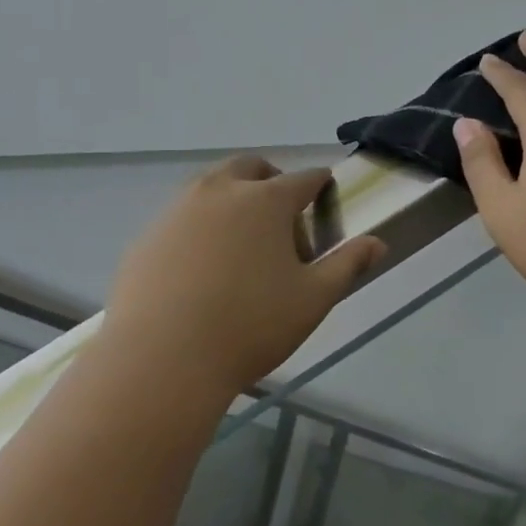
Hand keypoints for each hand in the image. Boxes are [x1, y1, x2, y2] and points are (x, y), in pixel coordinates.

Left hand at [105, 156, 386, 392]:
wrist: (163, 357)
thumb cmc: (250, 326)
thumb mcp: (312, 300)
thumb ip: (347, 266)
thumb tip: (377, 243)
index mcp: (265, 201)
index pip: (303, 179)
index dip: (320, 184)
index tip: (326, 194)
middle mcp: (219, 191)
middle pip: (251, 168)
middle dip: (271, 180)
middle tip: (281, 214)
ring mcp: (177, 210)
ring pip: (210, 186)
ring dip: (232, 198)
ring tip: (241, 240)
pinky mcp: (148, 235)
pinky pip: (181, 217)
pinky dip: (199, 225)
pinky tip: (201, 266)